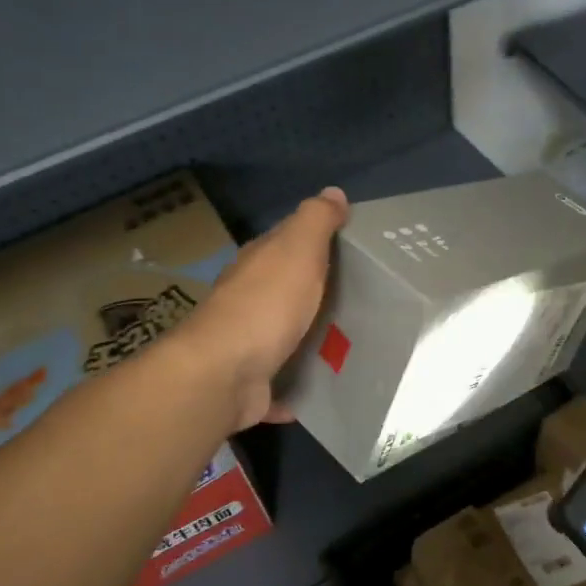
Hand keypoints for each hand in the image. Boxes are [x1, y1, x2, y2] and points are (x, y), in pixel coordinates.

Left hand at [177, 187, 348, 431]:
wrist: (225, 373)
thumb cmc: (266, 304)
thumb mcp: (297, 250)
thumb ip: (316, 221)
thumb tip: (334, 192)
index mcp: (258, 265)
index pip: (286, 243)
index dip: (314, 240)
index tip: (350, 249)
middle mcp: (247, 300)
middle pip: (285, 290)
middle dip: (314, 292)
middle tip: (360, 300)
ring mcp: (246, 344)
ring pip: (281, 336)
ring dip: (305, 340)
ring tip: (348, 346)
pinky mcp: (251, 385)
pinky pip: (278, 385)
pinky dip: (292, 389)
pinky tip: (316, 394)